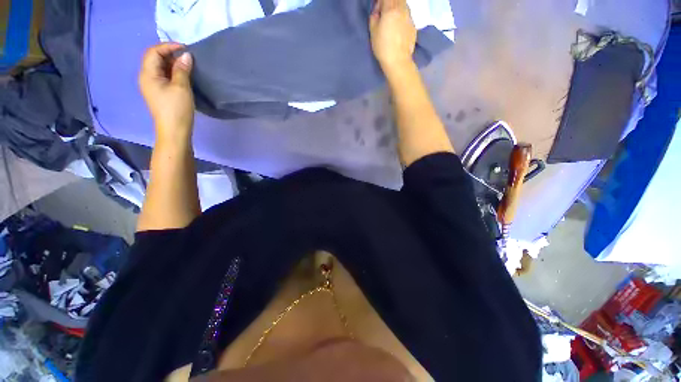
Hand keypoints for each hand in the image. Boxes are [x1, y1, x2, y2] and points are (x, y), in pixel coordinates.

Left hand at [139, 43, 194, 143]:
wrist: (174, 131)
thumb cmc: (177, 109)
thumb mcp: (181, 88)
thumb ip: (182, 70)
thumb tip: (186, 56)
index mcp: (148, 74)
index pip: (153, 52)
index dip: (168, 46)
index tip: (185, 48)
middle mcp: (146, 78)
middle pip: (154, 58)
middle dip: (170, 54)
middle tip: (187, 57)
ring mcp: (152, 86)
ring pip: (159, 68)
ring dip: (172, 64)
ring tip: (187, 66)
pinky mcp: (159, 93)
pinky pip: (163, 76)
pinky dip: (173, 72)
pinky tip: (183, 76)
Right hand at [369, 0, 416, 73]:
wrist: (398, 61)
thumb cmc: (383, 47)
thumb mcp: (373, 32)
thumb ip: (374, 17)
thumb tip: (377, 12)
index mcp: (391, 9)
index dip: (381, 2)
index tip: (378, 10)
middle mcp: (402, 9)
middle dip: (391, 3)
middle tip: (385, 14)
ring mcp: (410, 18)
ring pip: (404, 6)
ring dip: (398, 9)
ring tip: (392, 21)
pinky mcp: (413, 27)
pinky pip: (408, 17)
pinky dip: (402, 19)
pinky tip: (398, 30)